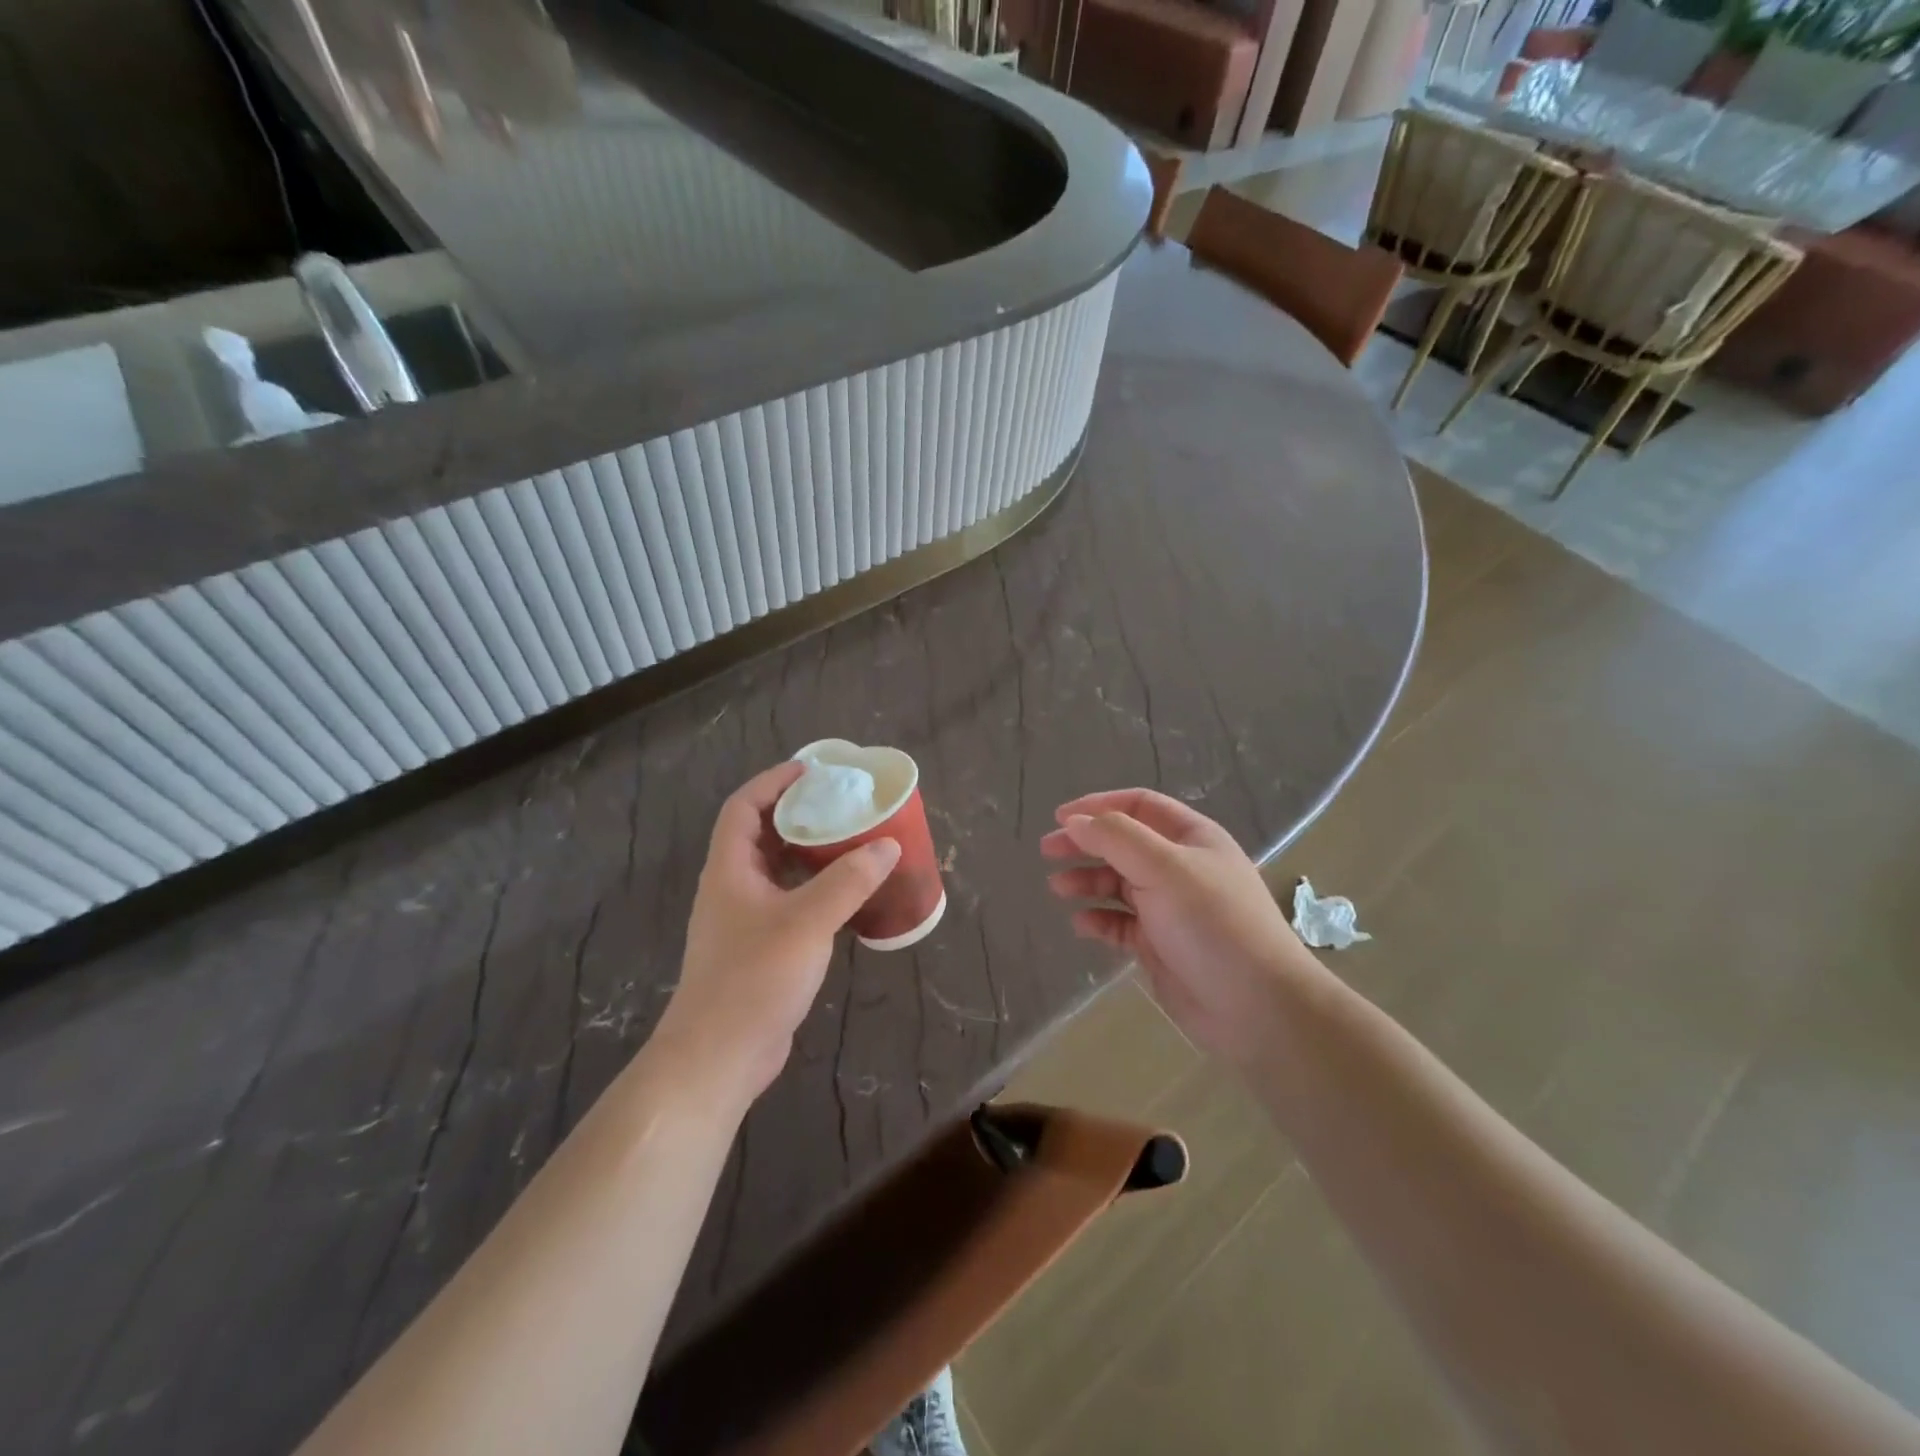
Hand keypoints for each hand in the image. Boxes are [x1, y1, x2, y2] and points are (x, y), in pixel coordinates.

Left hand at [658, 762, 900, 1103]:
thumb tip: (888, 846)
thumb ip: (848, 881)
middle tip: (841, 804)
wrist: (719, 1055)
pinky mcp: (759, 949)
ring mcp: (743, 921)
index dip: (773, 782)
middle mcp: (732, 888)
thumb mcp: (806, 922)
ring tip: (850, 841)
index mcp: (730, 869)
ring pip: (776, 871)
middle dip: (797, 814)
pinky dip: (814, 890)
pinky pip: (788, 903)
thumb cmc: (754, 977)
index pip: (743, 807)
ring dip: (808, 853)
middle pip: (760, 835)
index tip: (811, 770)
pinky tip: (846, 896)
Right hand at [1042, 789, 1321, 1065]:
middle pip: (1123, 844)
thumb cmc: (1212, 923)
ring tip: (1058, 889)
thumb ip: (1115, 838)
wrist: (1255, 1006)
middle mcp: (1180, 867)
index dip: (1099, 806)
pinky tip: (1081, 925)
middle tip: (1047, 851)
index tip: (1060, 817)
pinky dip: (1099, 920)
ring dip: (1087, 881)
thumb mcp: (1164, 868)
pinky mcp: (1160, 945)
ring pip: (1118, 884)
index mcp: (1191, 838)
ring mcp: (1170, 908)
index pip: (1139, 806)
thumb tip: (1075, 821)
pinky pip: (1121, 923)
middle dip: (1085, 844)